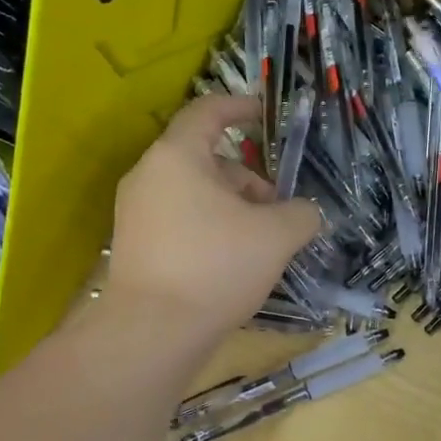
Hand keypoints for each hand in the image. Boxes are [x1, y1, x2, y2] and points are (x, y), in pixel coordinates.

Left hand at [106, 96, 319, 338]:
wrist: (152, 333)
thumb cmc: (216, 266)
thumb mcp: (276, 236)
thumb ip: (301, 213)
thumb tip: (305, 213)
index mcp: (177, 157)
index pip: (207, 111)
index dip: (240, 107)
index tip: (265, 115)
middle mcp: (149, 176)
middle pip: (206, 158)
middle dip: (248, 178)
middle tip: (277, 208)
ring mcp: (136, 212)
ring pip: (194, 191)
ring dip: (232, 205)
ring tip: (260, 241)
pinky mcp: (135, 244)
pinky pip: (180, 218)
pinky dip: (210, 225)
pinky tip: (233, 260)